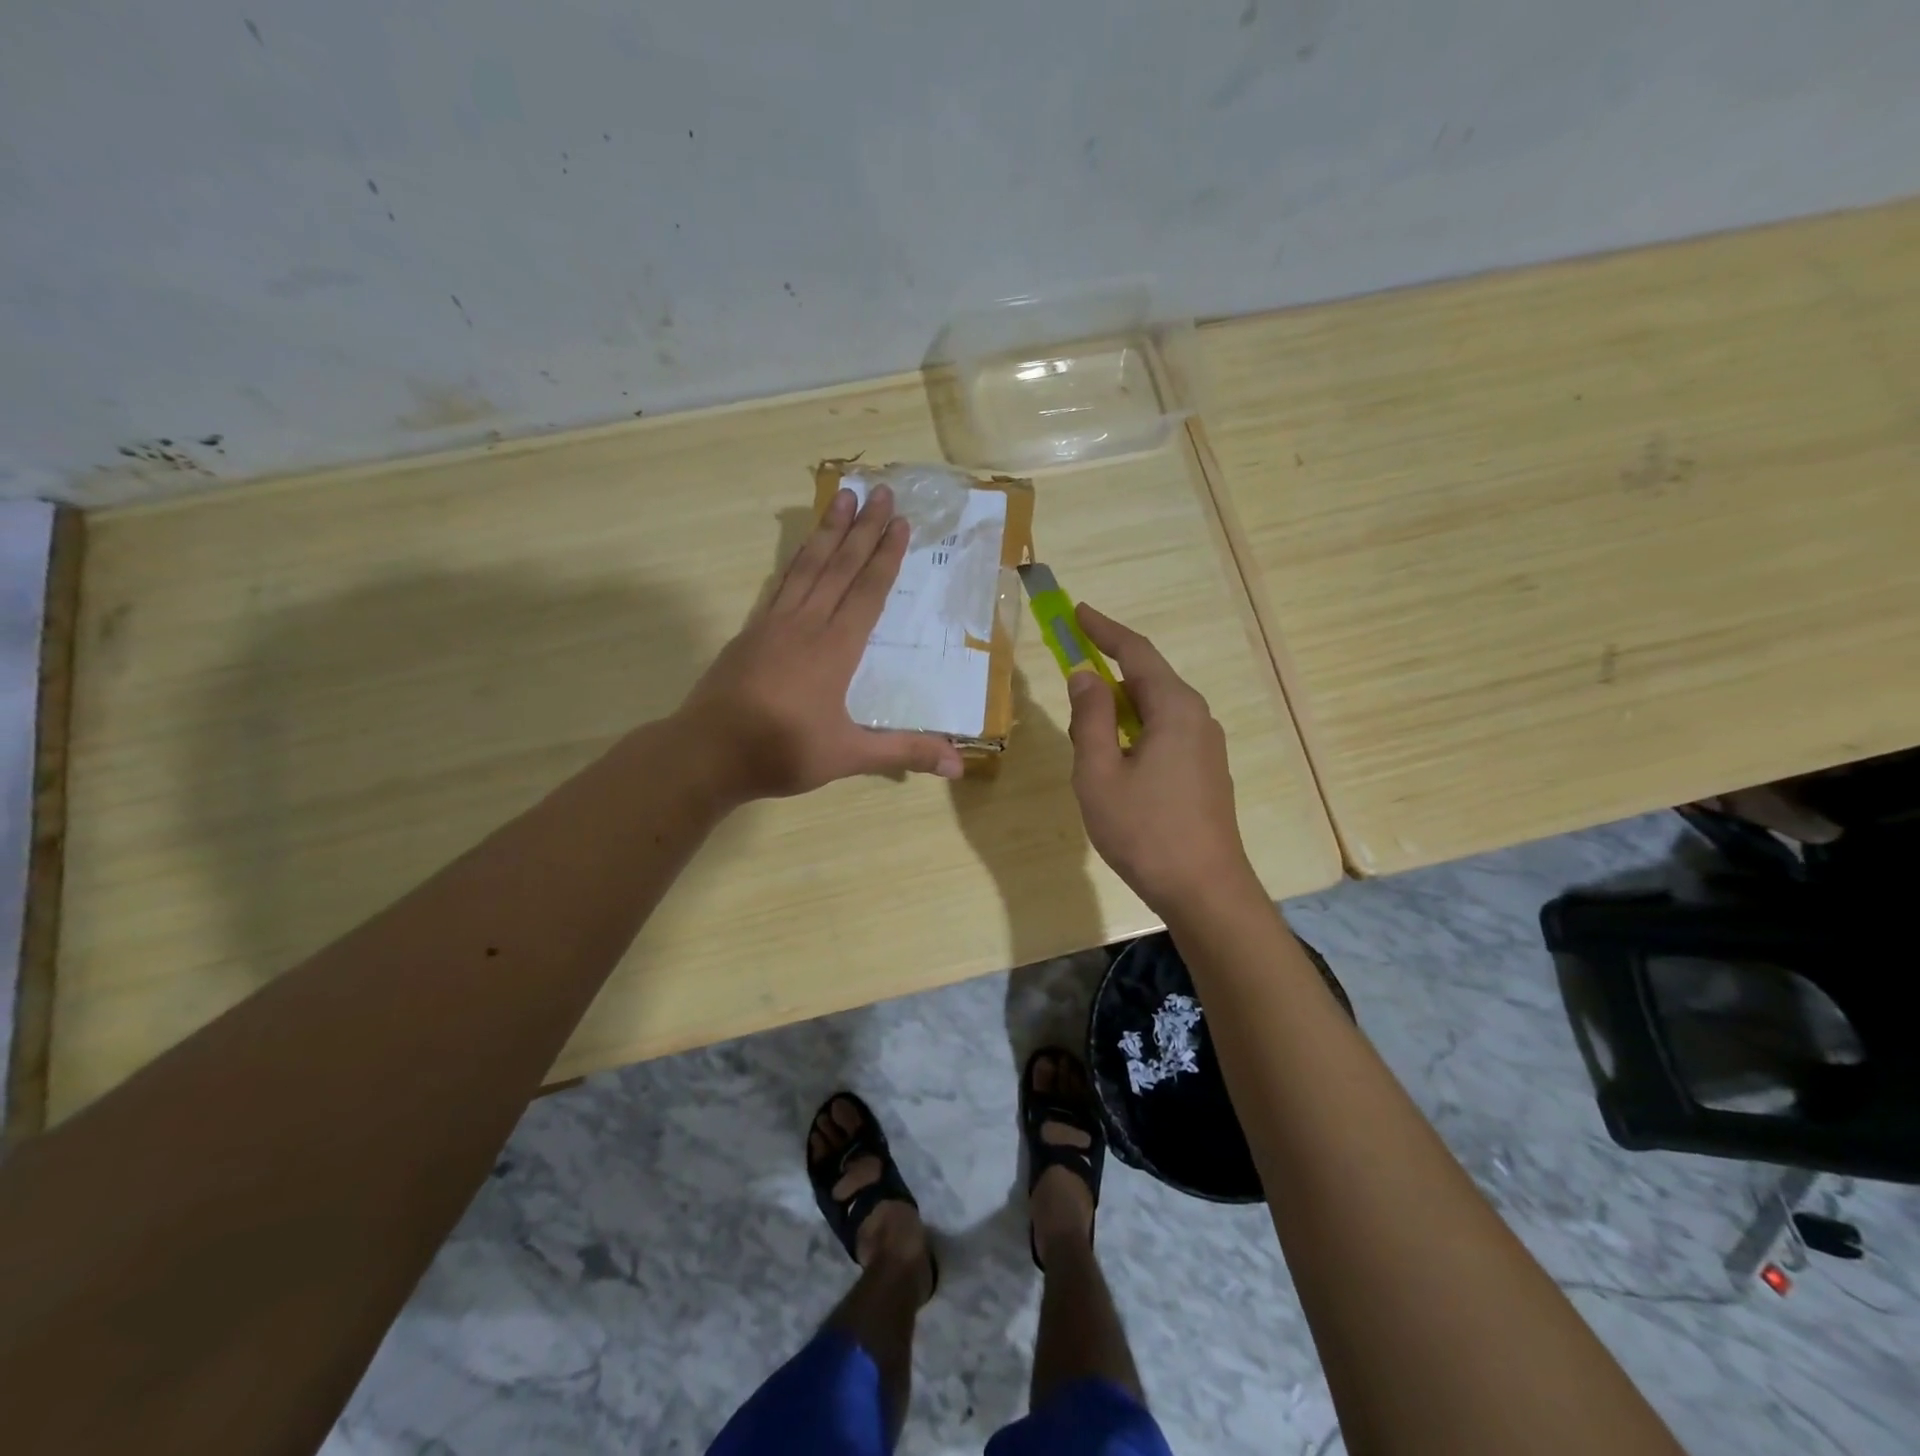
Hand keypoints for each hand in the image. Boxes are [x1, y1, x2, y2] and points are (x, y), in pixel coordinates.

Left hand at [677, 484, 965, 801]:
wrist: (707, 753)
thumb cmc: (782, 753)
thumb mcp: (849, 756)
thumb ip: (904, 753)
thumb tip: (959, 765)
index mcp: (835, 649)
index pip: (867, 592)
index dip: (886, 556)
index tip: (900, 522)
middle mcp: (806, 625)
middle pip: (839, 566)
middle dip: (863, 528)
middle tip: (881, 491)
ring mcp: (773, 624)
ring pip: (807, 566)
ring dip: (828, 531)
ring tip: (842, 497)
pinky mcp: (751, 632)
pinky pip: (780, 584)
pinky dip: (796, 560)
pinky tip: (801, 551)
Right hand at [1065, 605, 1256, 912]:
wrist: (1204, 889)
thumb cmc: (1144, 830)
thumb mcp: (1099, 772)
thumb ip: (1090, 718)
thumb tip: (1085, 675)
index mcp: (1174, 709)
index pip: (1135, 652)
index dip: (1103, 629)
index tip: (1077, 611)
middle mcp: (1197, 717)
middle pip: (1147, 679)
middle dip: (1108, 672)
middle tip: (1071, 675)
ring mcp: (1206, 746)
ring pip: (1155, 709)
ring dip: (1119, 709)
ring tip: (1087, 732)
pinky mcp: (1206, 771)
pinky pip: (1165, 733)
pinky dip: (1135, 730)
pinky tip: (1116, 760)